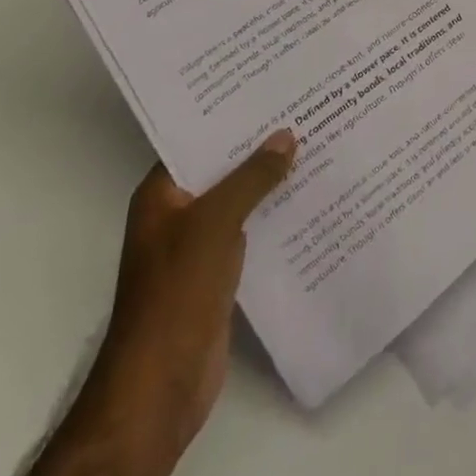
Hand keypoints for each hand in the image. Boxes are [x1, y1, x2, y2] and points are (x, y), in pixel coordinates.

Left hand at [32, 133, 295, 475]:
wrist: (160, 389)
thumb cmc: (176, 294)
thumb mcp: (215, 223)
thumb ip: (252, 177)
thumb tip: (287, 135)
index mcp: (162, 194)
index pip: (197, 138)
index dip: (231, 113)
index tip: (270, 86)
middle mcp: (177, 213)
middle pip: (222, 167)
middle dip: (259, 144)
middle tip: (304, 106)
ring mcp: (198, 245)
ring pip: (240, 198)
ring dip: (270, 180)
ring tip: (316, 141)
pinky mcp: (218, 273)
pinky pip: (251, 229)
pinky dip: (274, 214)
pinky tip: (310, 196)